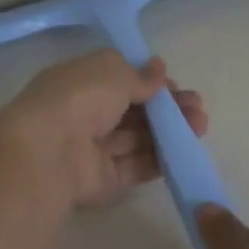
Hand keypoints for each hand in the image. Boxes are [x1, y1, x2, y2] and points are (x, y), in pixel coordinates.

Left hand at [0, 49, 208, 210]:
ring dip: (170, 133)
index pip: (120, 81)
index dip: (150, 83)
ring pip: (138, 139)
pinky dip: (159, 159)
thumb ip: (140, 75)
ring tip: (200, 127)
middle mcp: (86, 115)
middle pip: (133, 112)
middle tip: (198, 109)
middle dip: (167, 109)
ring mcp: (94, 150)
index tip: (175, 86)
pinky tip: (184, 151)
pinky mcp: (103, 180)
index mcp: (80, 83)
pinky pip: (135, 167)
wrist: (48, 153)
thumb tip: (159, 68)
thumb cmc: (79, 99)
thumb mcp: (113, 72)